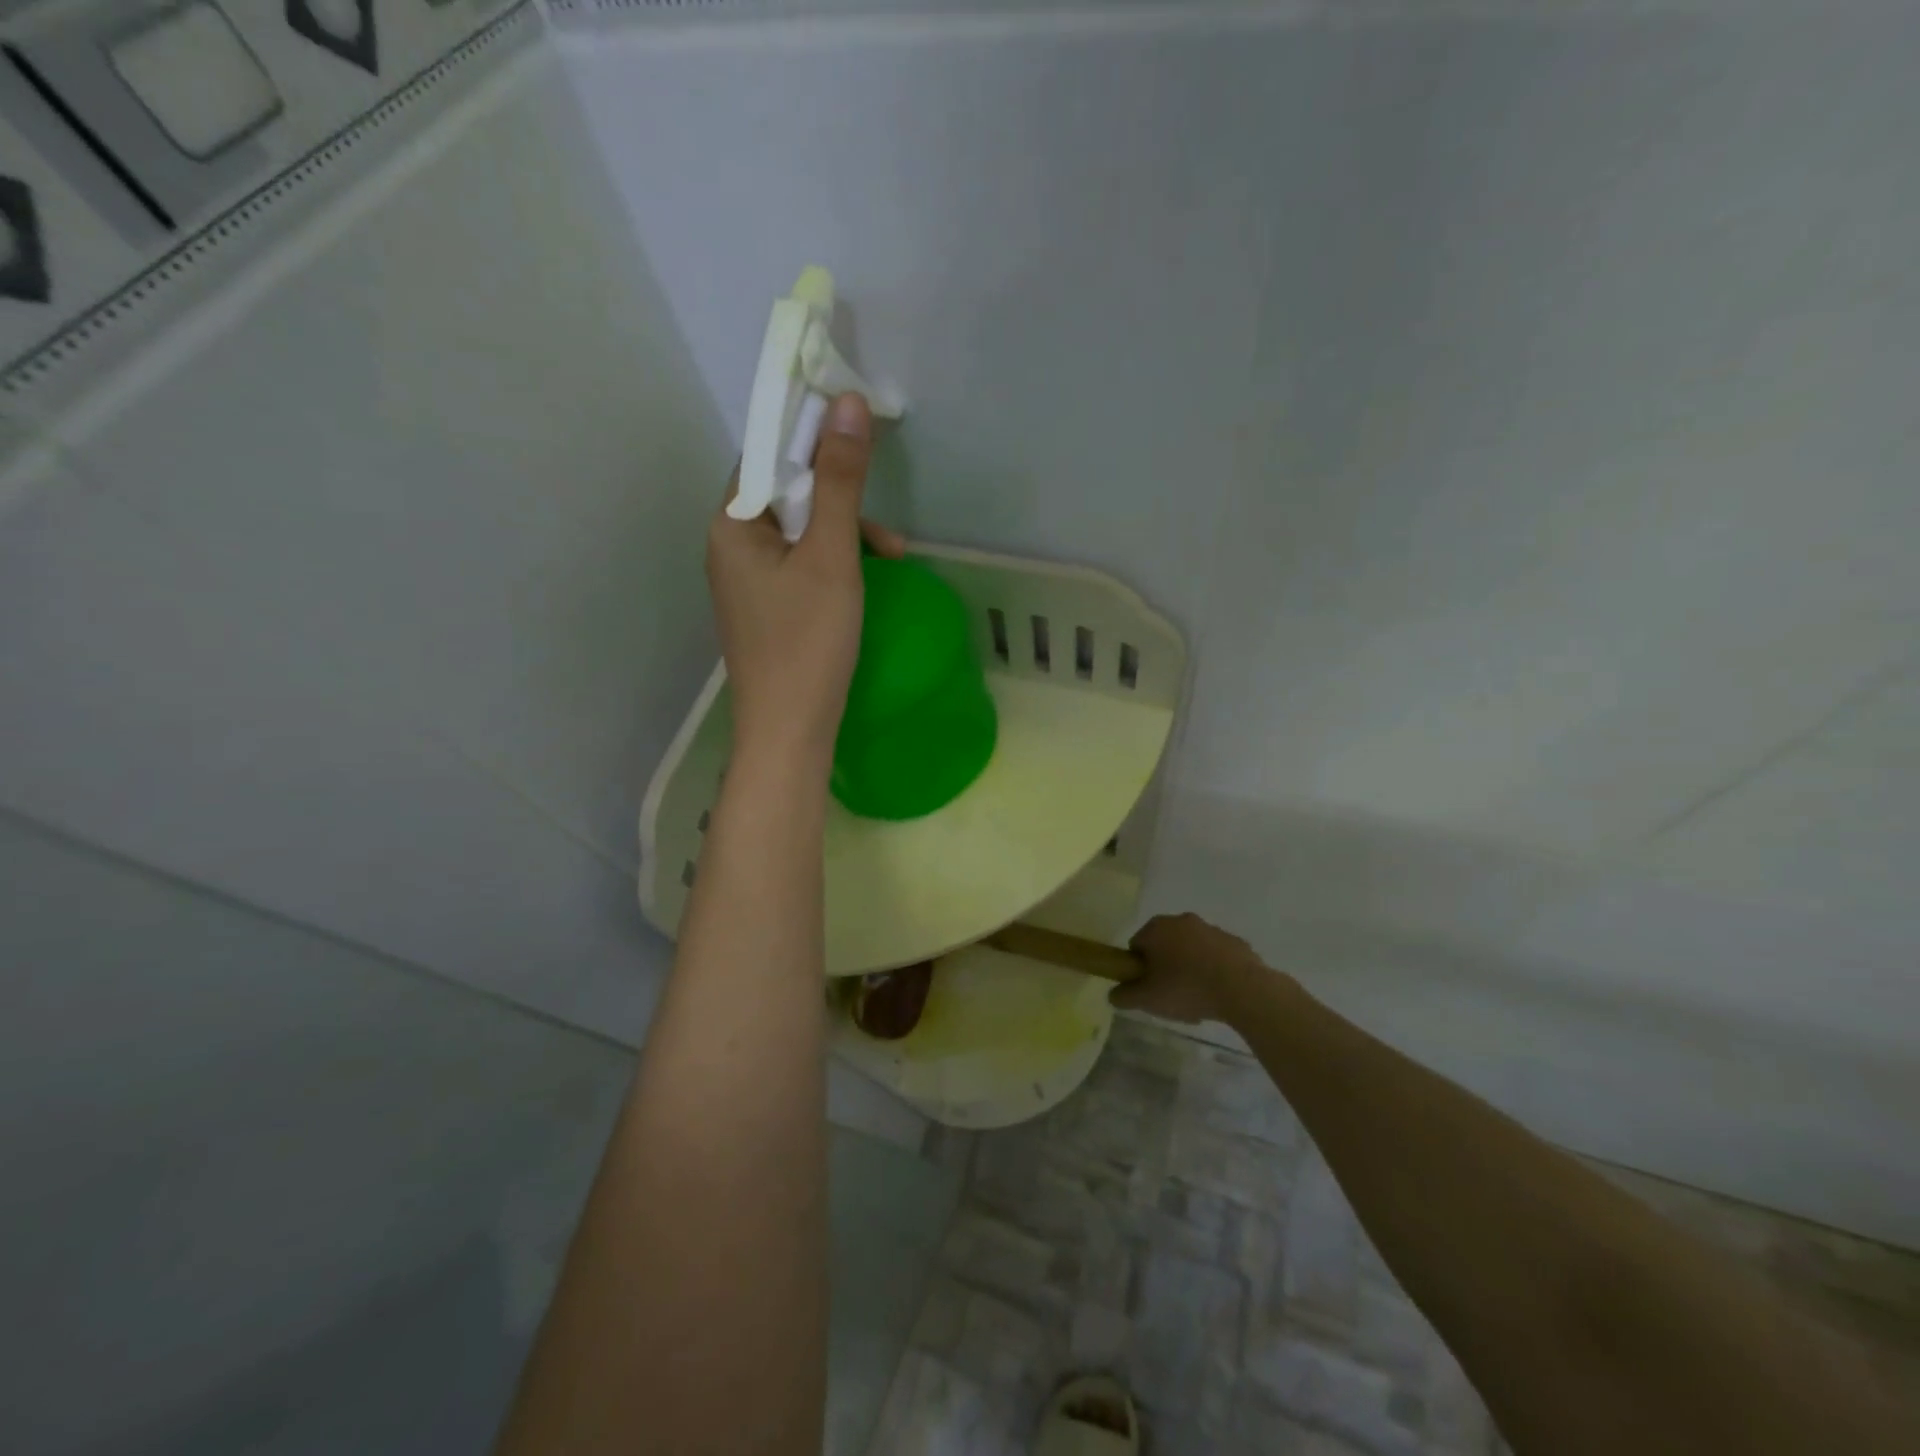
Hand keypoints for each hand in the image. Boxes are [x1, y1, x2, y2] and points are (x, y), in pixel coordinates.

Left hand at [707, 393, 905, 769]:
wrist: (789, 732)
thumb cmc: (808, 642)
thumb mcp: (830, 556)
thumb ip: (839, 482)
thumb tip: (846, 404)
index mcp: (731, 524)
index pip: (767, 455)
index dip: (812, 438)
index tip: (859, 434)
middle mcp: (729, 546)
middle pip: (786, 494)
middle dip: (840, 502)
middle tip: (886, 531)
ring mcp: (746, 582)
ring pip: (799, 534)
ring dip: (844, 535)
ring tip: (889, 560)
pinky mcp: (766, 610)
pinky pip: (799, 567)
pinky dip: (833, 566)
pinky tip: (864, 585)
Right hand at [1111, 913, 1269, 1024]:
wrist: (1242, 989)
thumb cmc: (1186, 988)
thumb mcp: (1146, 999)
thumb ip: (1124, 996)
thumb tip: (1114, 994)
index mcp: (1156, 928)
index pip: (1137, 945)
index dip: (1138, 969)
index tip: (1148, 989)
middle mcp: (1182, 920)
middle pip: (1164, 945)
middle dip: (1165, 967)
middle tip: (1170, 995)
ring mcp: (1211, 929)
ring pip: (1191, 950)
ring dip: (1190, 968)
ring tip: (1196, 999)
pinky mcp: (1236, 942)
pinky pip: (1216, 957)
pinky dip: (1214, 971)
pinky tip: (1218, 994)